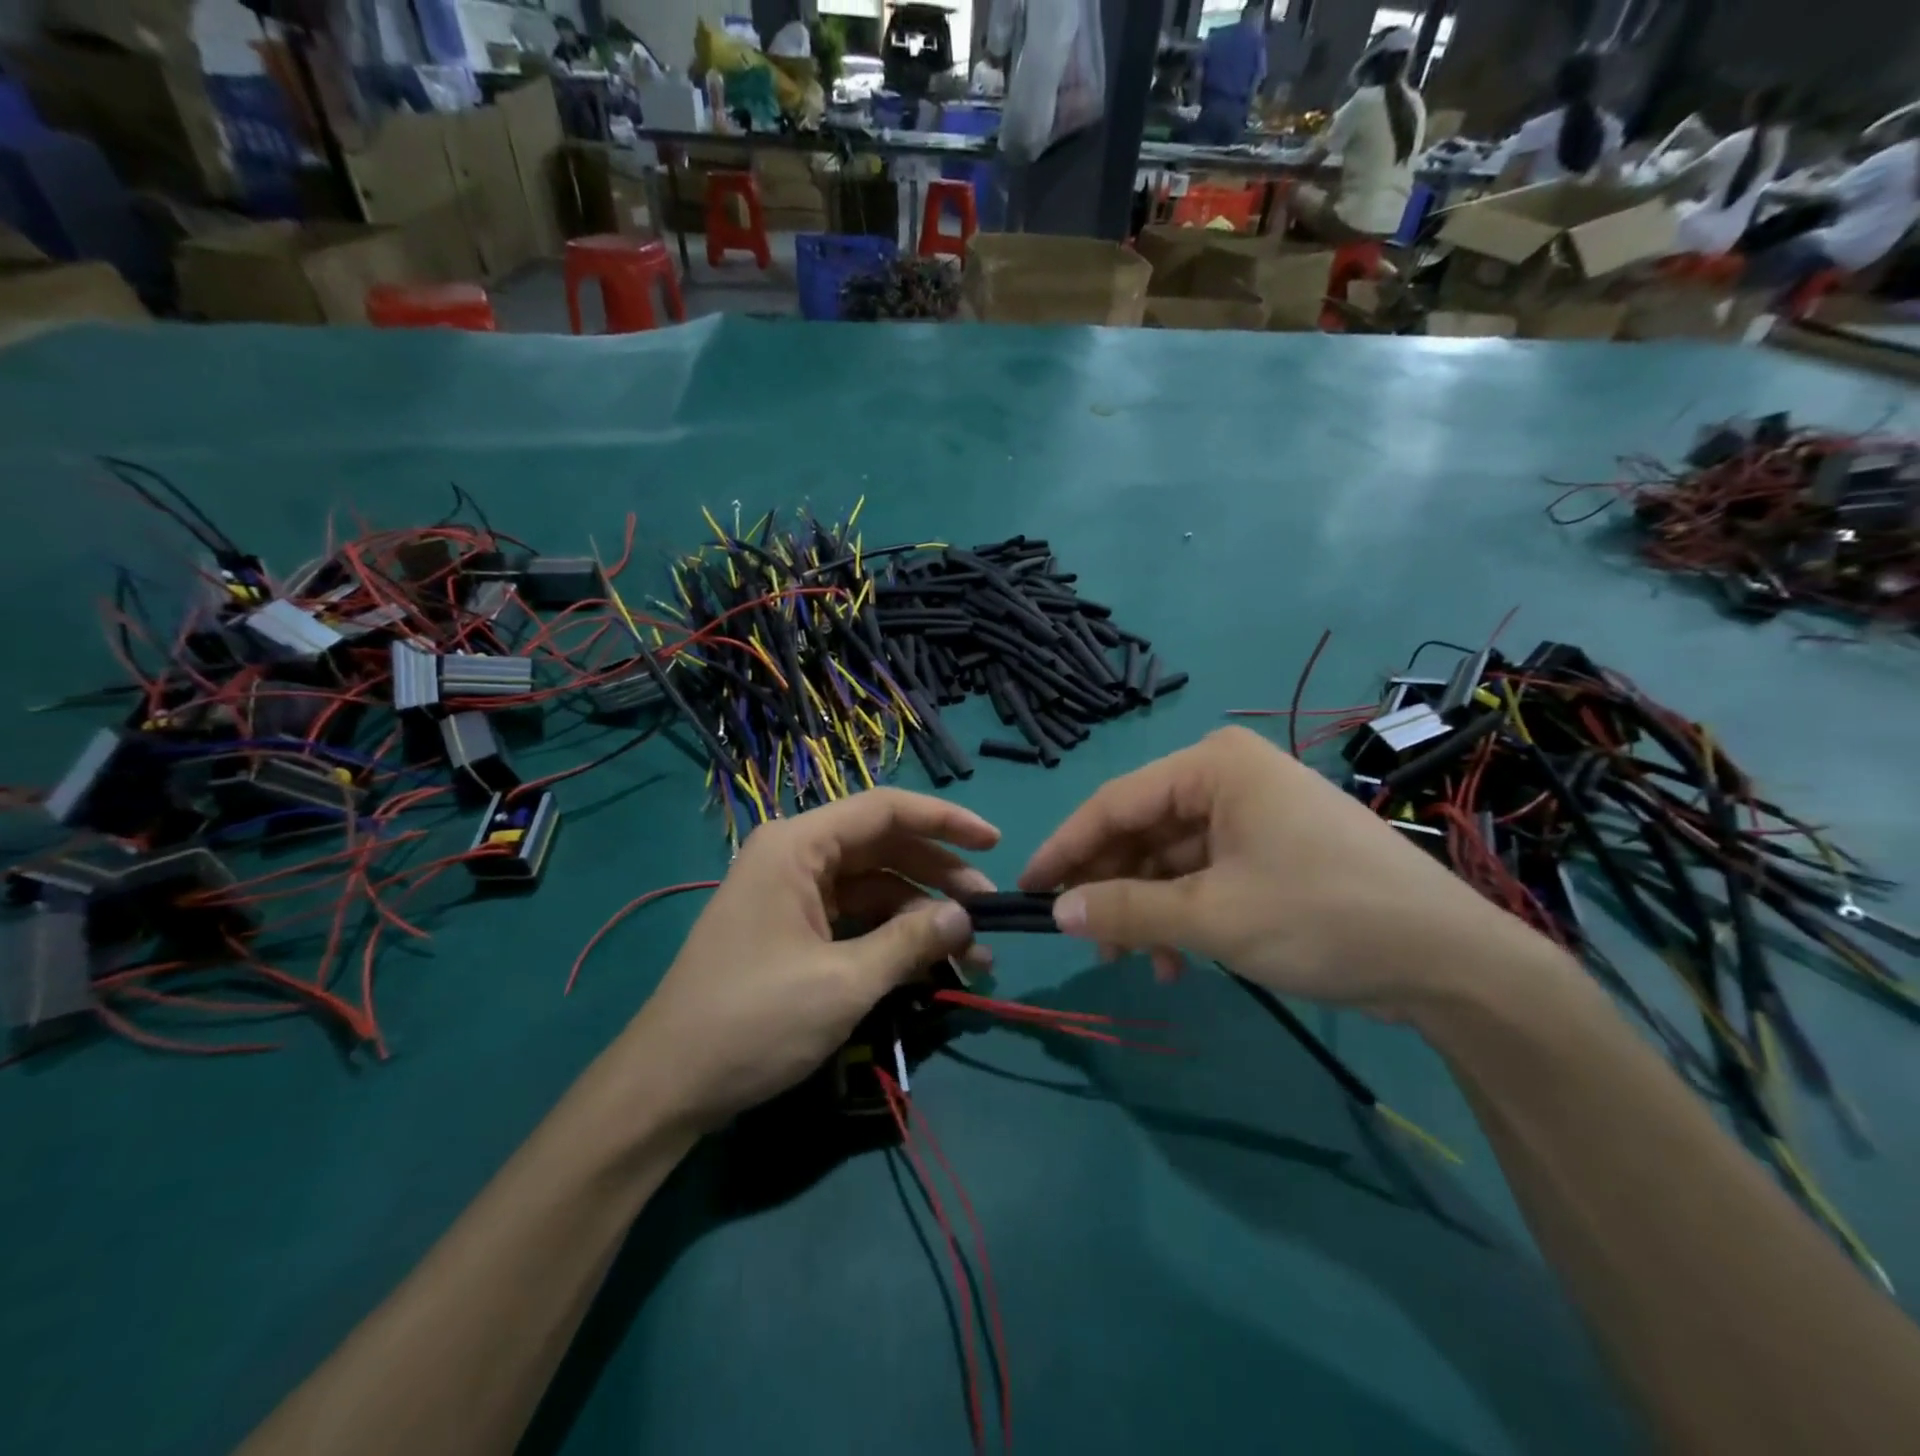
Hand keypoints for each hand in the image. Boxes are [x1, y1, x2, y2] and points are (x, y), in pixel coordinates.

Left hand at [623, 789, 998, 1129]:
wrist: (667, 1087)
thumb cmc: (752, 1021)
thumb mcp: (842, 982)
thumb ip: (909, 943)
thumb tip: (964, 918)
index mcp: (798, 846)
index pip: (885, 810)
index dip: (946, 821)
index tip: (996, 843)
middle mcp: (795, 856)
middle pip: (884, 847)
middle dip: (940, 877)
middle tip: (989, 914)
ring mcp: (792, 893)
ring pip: (874, 886)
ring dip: (921, 915)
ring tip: (971, 953)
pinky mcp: (792, 929)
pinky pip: (855, 917)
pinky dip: (892, 936)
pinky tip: (928, 963)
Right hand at [1019, 727, 1521, 1013]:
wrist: (1452, 961)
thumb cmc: (1322, 916)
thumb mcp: (1212, 916)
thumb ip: (1126, 911)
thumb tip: (1056, 912)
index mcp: (1212, 766)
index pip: (1114, 803)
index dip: (1066, 848)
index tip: (1027, 888)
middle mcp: (1228, 776)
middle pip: (1142, 830)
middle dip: (1111, 887)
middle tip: (1082, 939)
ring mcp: (1253, 813)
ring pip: (1171, 858)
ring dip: (1147, 909)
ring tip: (1135, 961)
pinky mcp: (1272, 849)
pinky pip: (1206, 874)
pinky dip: (1184, 914)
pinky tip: (1178, 961)